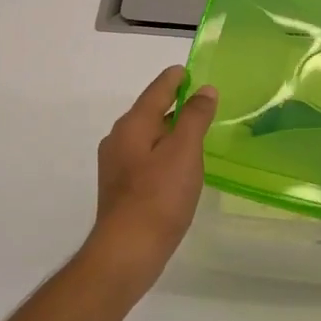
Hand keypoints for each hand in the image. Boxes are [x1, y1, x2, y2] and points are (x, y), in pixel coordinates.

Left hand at [88, 66, 218, 277]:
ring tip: (194, 132)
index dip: (175, 79)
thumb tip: (204, 90)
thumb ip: (195, 117)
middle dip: (173, 104)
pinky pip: (145, 157)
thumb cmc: (159, 197)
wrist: (128, 250)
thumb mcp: (184, 151)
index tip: (190, 71)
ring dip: (169, 130)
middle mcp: (119, 139)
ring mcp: (117, 164)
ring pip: (147, 136)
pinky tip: (178, 166)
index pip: (157, 91)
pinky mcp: (121, 187)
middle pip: (149, 112)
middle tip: (201, 102)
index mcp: (132, 125)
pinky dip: (163, 151)